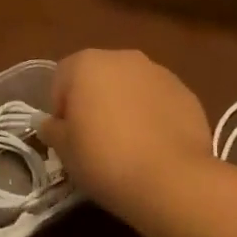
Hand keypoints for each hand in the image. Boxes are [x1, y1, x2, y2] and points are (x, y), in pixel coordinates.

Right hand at [39, 50, 213, 216]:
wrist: (173, 180)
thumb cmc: (105, 159)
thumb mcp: (64, 150)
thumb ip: (52, 129)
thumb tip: (50, 123)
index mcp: (86, 63)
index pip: (61, 78)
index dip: (61, 109)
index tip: (68, 137)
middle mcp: (122, 57)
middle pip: (98, 77)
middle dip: (94, 102)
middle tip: (96, 140)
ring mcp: (158, 72)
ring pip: (130, 87)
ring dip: (125, 106)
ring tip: (129, 145)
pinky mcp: (186, 92)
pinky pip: (158, 101)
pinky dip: (153, 116)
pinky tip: (155, 147)